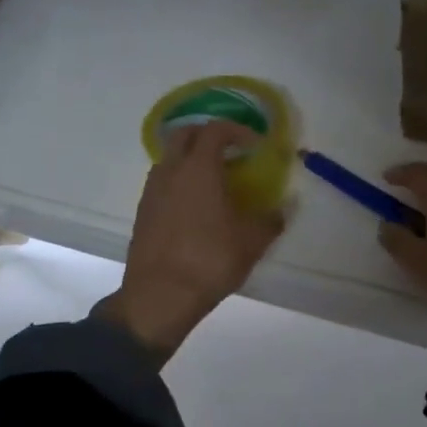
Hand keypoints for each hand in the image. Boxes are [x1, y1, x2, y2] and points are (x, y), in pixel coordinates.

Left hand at [101, 121, 285, 360]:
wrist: (159, 296)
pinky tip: (197, 207)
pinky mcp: (143, 212)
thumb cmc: (210, 260)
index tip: (255, 144)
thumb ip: (271, 220)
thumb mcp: (251, 242)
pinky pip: (163, 183)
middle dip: (208, 135)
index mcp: (199, 169)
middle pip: (184, 134)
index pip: (215, 130)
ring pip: (170, 159)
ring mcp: (152, 191)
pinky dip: (180, 182)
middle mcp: (171, 172)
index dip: (237, 130)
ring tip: (215, 181)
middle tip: (231, 151)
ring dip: (192, 159)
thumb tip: (283, 209)